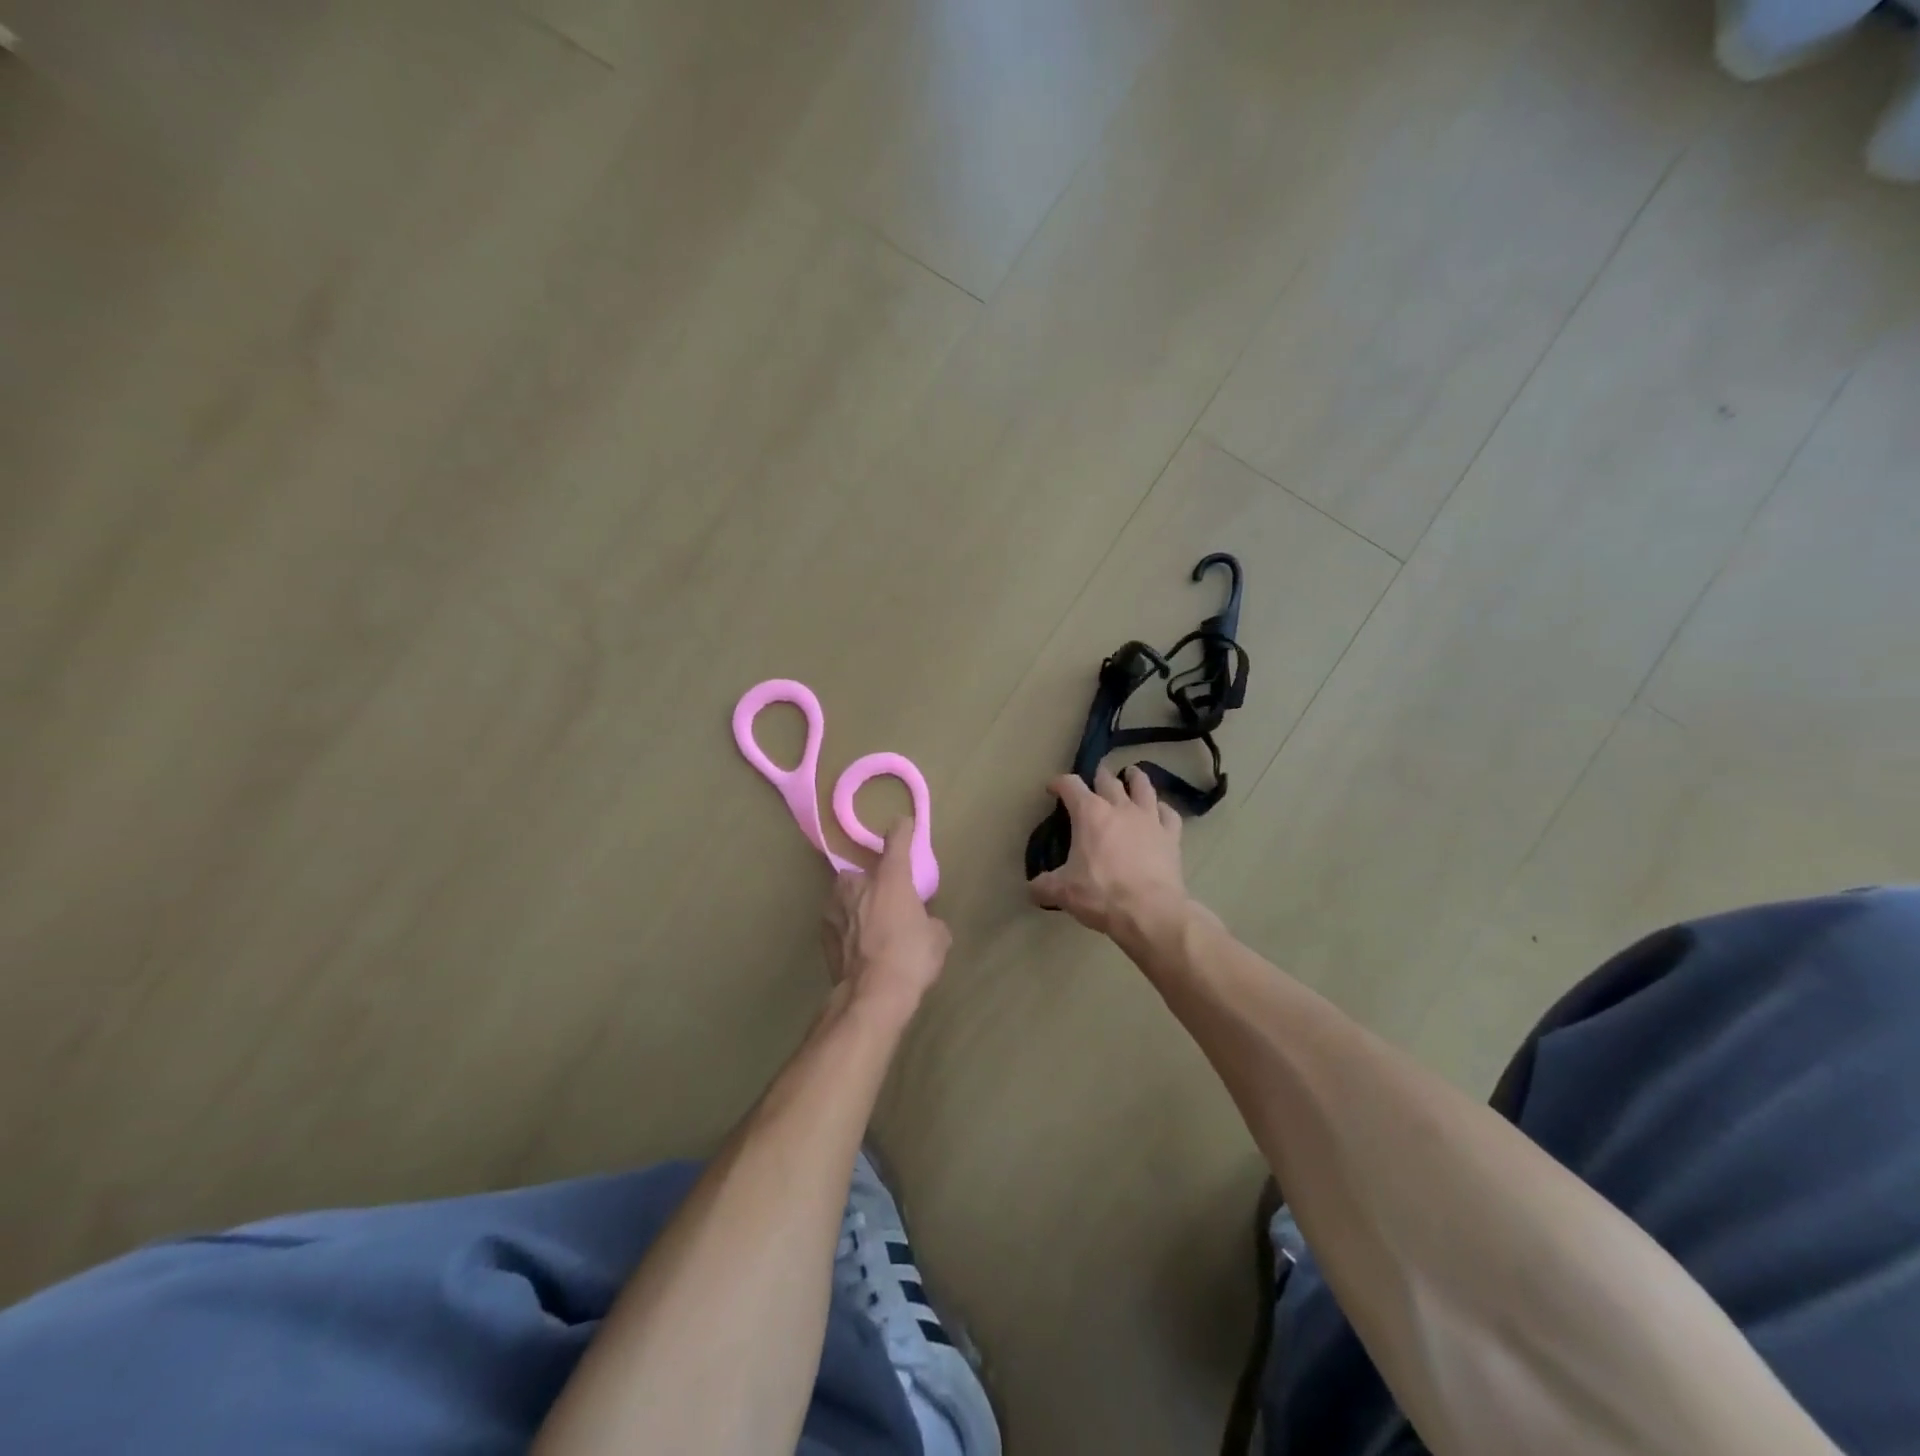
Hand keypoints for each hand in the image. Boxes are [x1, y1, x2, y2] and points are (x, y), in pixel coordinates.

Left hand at [821, 821, 950, 1022]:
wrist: (871, 996)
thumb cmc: (911, 958)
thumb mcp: (937, 938)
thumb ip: (930, 921)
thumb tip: (924, 924)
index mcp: (890, 877)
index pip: (896, 840)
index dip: (901, 831)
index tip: (902, 825)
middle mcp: (857, 883)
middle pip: (865, 873)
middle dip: (874, 884)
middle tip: (888, 904)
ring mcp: (834, 906)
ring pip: (847, 897)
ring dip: (857, 906)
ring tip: (870, 930)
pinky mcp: (822, 932)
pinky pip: (838, 921)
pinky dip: (847, 929)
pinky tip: (858, 949)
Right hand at [1029, 766, 1191, 944]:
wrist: (1150, 911)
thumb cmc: (1101, 894)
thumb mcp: (1063, 892)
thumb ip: (1044, 886)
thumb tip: (1032, 888)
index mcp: (1090, 813)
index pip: (1070, 785)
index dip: (1059, 783)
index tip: (1052, 788)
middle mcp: (1120, 807)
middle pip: (1108, 780)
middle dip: (1099, 776)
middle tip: (1095, 778)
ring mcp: (1149, 819)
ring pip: (1143, 787)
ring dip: (1135, 778)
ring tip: (1132, 774)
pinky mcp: (1171, 836)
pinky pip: (1169, 814)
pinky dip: (1163, 809)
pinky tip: (1160, 811)